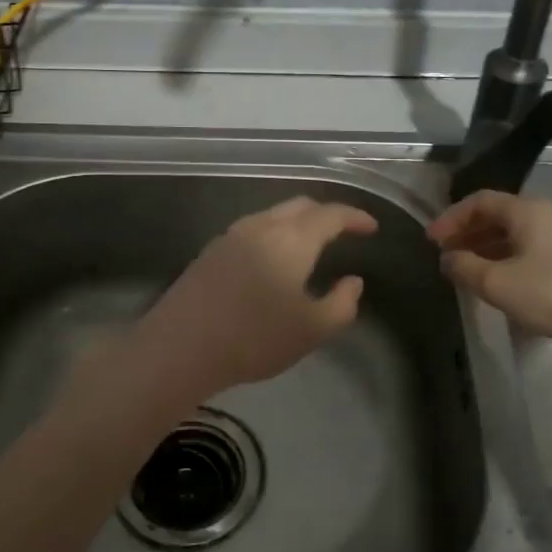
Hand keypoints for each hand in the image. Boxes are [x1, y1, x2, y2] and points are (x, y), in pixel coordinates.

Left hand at [126, 196, 376, 399]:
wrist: (180, 346)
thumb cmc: (254, 338)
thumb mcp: (311, 330)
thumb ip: (341, 304)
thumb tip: (353, 281)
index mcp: (292, 239)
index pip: (331, 214)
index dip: (355, 217)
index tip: (371, 227)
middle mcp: (262, 226)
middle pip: (300, 205)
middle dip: (326, 213)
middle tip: (344, 230)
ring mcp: (231, 235)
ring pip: (273, 215)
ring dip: (298, 221)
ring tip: (311, 243)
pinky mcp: (211, 251)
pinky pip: (253, 229)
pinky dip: (274, 233)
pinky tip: (274, 258)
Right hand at [428, 191, 551, 354]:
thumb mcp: (500, 285)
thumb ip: (466, 268)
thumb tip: (448, 258)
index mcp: (528, 211)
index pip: (480, 201)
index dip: (451, 218)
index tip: (432, 241)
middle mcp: (551, 215)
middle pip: (501, 216)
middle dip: (470, 233)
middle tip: (448, 256)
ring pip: (520, 235)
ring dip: (491, 249)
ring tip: (472, 273)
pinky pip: (537, 250)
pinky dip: (513, 260)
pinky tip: (509, 285)